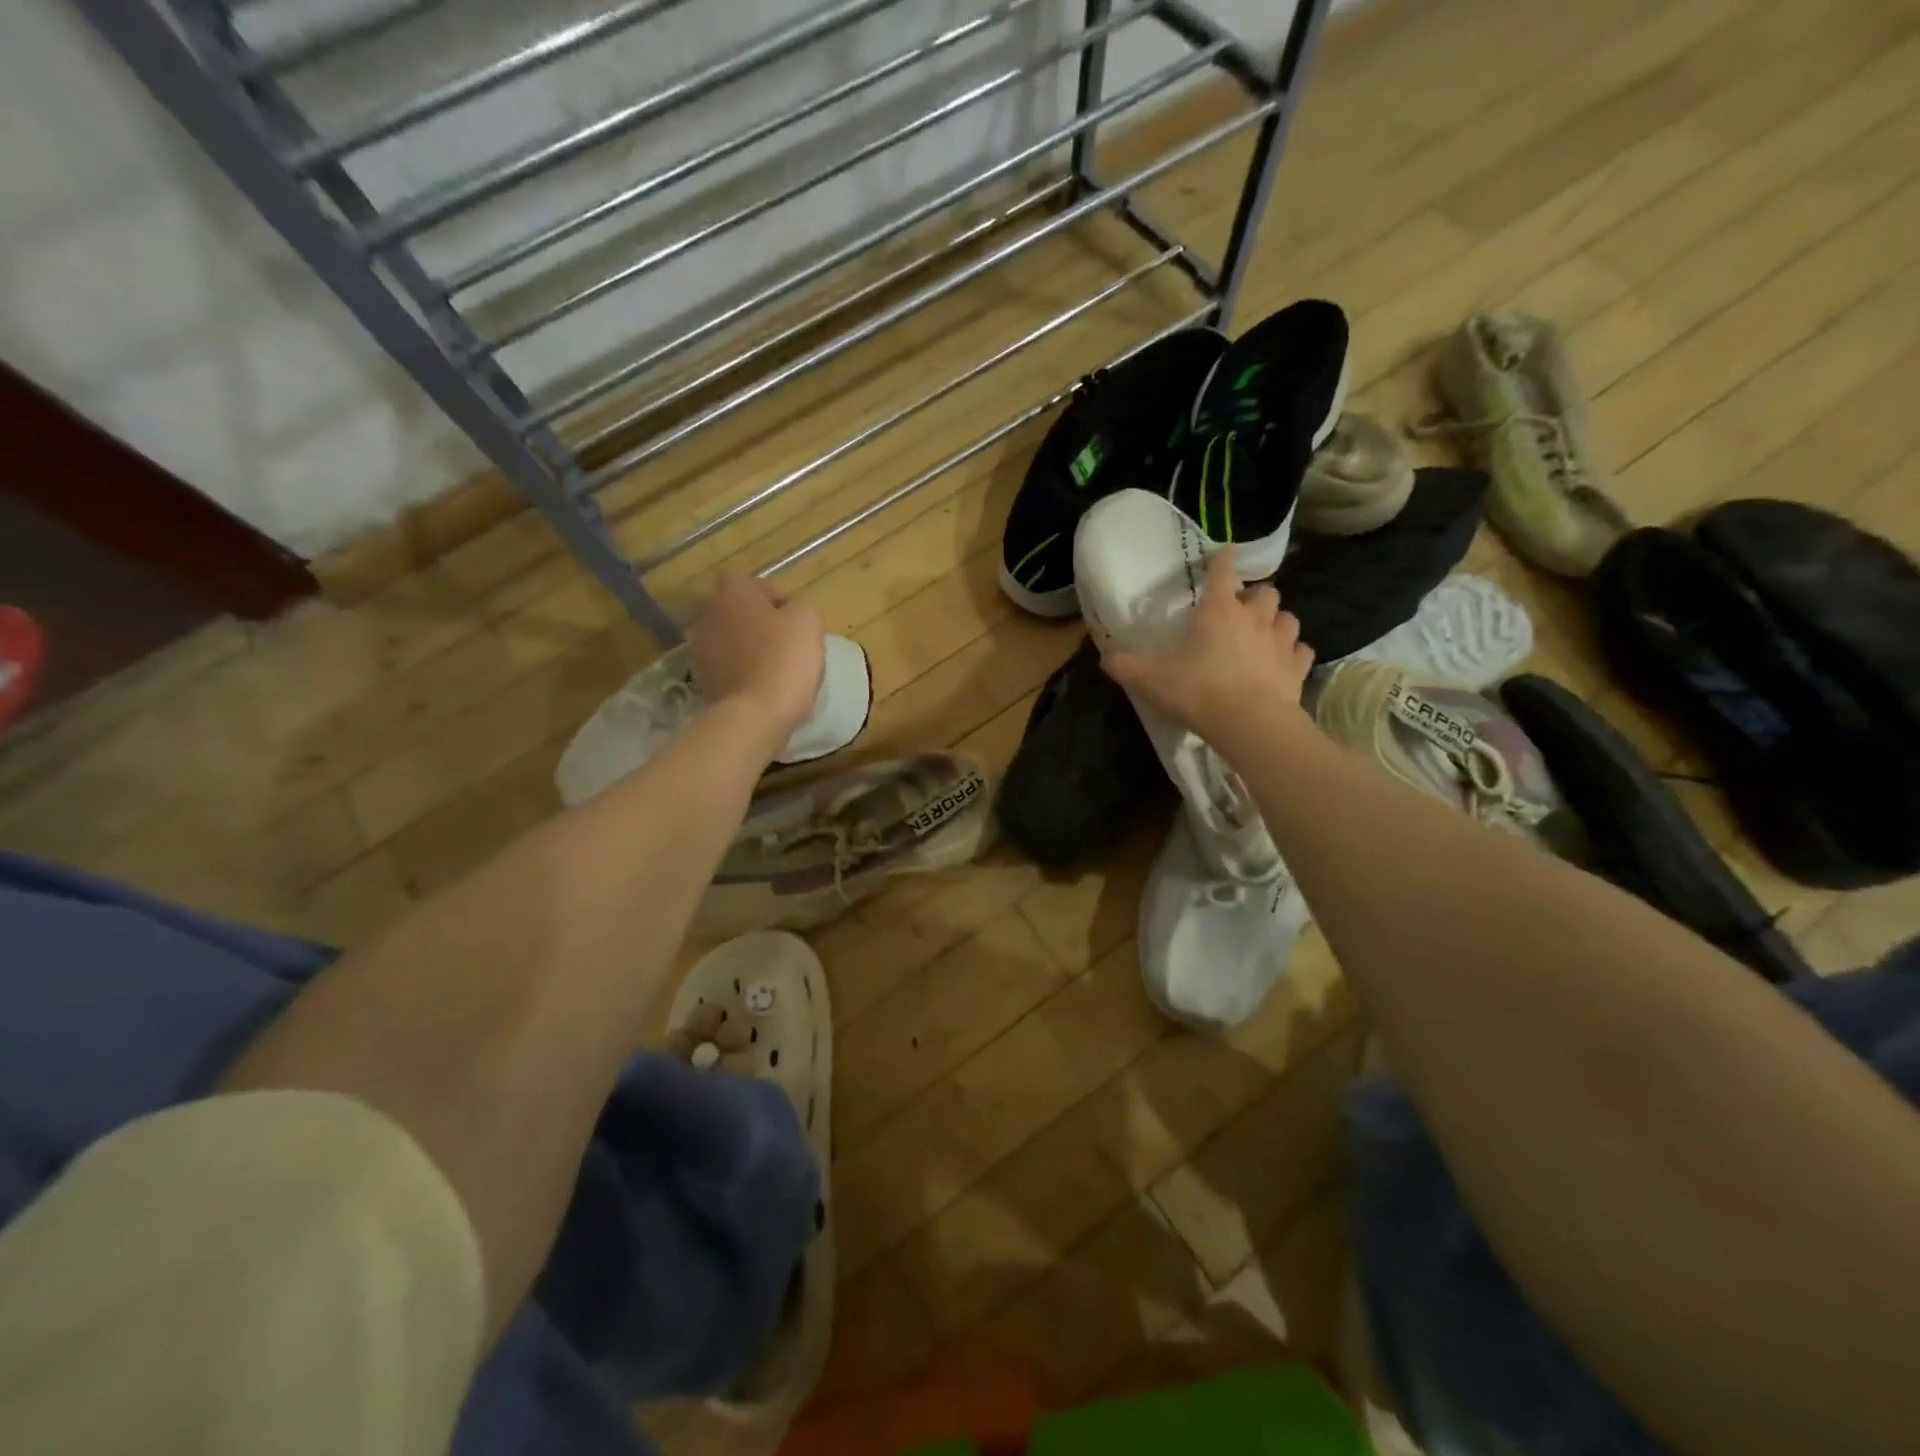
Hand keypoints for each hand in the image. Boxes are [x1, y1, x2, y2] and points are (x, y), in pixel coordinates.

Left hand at [688, 575, 825, 751]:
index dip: (779, 601)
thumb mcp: (808, 621)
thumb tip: (788, 613)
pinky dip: (741, 672)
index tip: (796, 622)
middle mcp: (709, 615)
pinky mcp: (702, 680)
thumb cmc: (785, 659)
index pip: (757, 586)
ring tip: (773, 668)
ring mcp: (700, 649)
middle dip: (759, 624)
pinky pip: (727, 667)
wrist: (755, 714)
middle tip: (785, 643)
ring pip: (731, 641)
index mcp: (733, 593)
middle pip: (740, 613)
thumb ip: (798, 607)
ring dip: (748, 648)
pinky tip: (761, 686)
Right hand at [1100, 546, 1313, 747]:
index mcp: (1218, 610)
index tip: (1221, 554)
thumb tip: (1105, 658)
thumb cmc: (1197, 691)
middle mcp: (1253, 618)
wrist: (1248, 723)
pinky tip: (1283, 663)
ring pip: (1288, 618)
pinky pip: (1301, 651)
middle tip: (1240, 611)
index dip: (1221, 559)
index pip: (1223, 570)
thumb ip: (1125, 666)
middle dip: (1255, 596)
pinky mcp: (1297, 668)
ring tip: (1264, 634)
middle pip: (1266, 591)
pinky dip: (1293, 654)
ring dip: (1277, 622)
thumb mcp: (1149, 680)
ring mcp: (1280, 642)